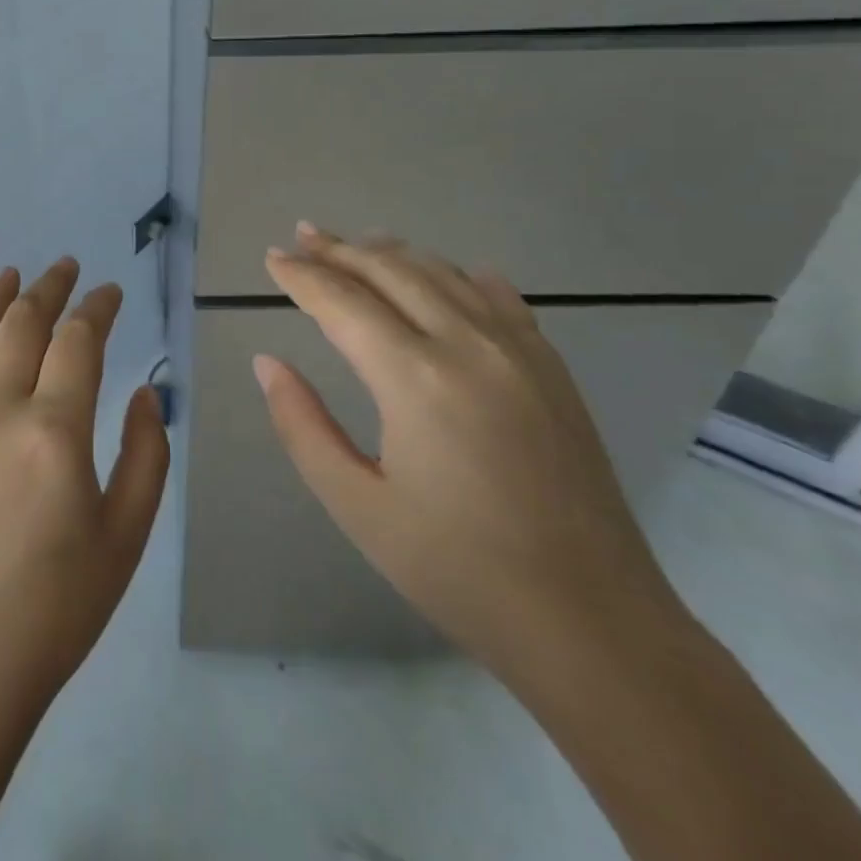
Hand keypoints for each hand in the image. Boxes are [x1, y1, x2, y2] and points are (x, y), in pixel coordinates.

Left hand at [0, 259, 170, 722]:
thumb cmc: (58, 607)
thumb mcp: (126, 535)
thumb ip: (144, 454)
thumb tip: (140, 392)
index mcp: (54, 430)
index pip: (78, 340)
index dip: (98, 307)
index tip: (111, 292)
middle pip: (23, 325)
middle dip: (48, 288)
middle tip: (65, 267)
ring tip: (10, 274)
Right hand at [256, 225, 681, 676]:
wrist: (594, 624)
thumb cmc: (458, 570)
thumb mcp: (357, 505)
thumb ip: (302, 425)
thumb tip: (267, 362)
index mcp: (415, 378)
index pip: (342, 302)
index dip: (302, 276)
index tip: (272, 258)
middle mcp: (468, 345)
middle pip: (391, 271)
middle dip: (340, 250)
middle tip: (302, 236)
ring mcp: (520, 351)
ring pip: (443, 274)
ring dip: (392, 254)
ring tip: (357, 245)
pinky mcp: (552, 369)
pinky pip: (499, 298)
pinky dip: (459, 275)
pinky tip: (448, 274)